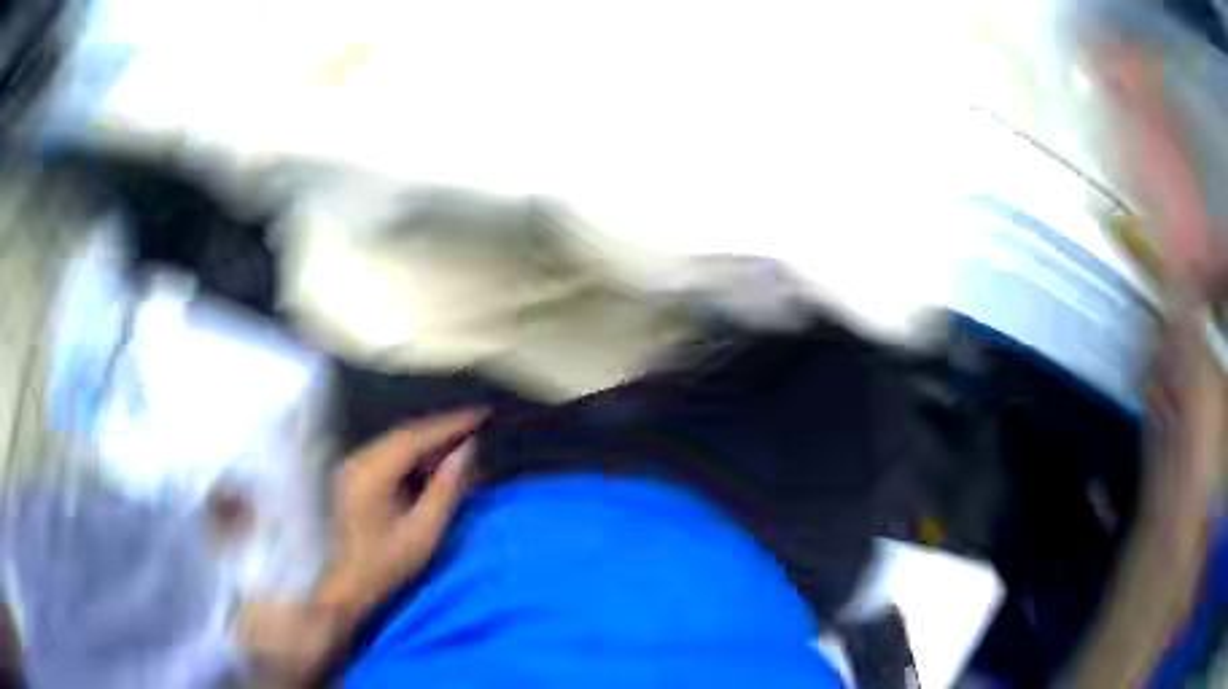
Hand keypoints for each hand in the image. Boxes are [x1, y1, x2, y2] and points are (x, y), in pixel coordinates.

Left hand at [316, 409, 485, 632]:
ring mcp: (353, 466)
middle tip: (478, 424)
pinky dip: (416, 454)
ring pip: (398, 442)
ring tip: (463, 440)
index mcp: (371, 474)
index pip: (415, 437)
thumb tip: (468, 450)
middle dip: (442, 429)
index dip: (450, 424)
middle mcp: (357, 461)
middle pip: (405, 434)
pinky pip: (390, 454)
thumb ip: (446, 490)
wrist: (347, 585)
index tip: (481, 414)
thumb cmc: (386, 566)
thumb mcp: (423, 533)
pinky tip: (435, 461)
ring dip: (430, 441)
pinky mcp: (355, 475)